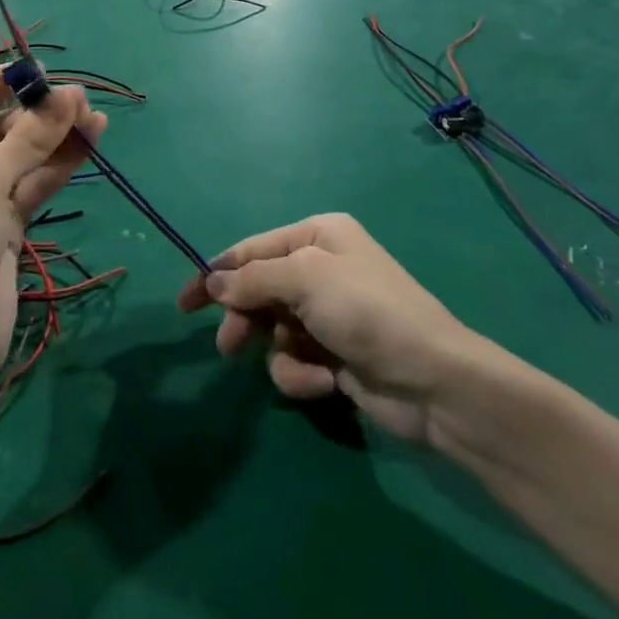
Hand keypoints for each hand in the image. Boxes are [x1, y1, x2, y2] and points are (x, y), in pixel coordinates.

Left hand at [0, 69, 104, 397]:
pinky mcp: (1, 226)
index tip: (31, 71)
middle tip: (75, 97)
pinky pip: (30, 185)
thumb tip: (69, 95)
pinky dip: (57, 166)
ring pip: (17, 157)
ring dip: (52, 137)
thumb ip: (27, 139)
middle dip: (31, 113)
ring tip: (93, 115)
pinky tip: (89, 143)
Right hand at [178, 213, 501, 448]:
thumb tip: (211, 280)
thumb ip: (251, 279)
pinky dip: (302, 373)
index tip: (185, 303)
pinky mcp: (334, 355)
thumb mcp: (303, 279)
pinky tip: (324, 382)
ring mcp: (328, 314)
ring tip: (301, 369)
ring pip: (273, 331)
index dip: (215, 274)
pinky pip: (295, 359)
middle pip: (259, 291)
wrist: (433, 381)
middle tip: (228, 347)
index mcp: (317, 236)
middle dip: (246, 320)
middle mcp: (321, 269)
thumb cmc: (366, 311)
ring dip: (280, 353)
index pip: (251, 250)